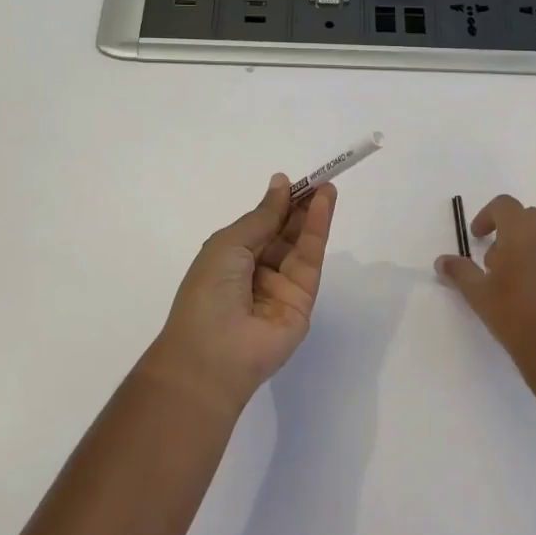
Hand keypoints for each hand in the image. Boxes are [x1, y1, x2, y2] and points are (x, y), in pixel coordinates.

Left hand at [148, 175, 336, 411]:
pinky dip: (318, 231)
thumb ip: (262, 215)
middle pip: (285, 234)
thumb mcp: (229, 243)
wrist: (212, 354)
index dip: (278, 203)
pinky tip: (324, 206)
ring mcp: (281, 288)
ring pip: (301, 245)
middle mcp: (257, 272)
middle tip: (319, 179)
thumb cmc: (208, 291)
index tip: (295, 181)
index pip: (261, 226)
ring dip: (314, 215)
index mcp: (232, 259)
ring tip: (327, 187)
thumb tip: (280, 183)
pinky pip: (311, 261)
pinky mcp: (303, 301)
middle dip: (300, 207)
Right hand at [435, 196, 535, 384]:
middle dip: (508, 230)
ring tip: (513, 277)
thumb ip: (460, 272)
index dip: (486, 216)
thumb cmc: (516, 315)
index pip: (504, 205)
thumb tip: (442, 261)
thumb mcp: (479, 294)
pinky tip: (535, 292)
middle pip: (527, 216)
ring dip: (527, 245)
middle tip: (493, 259)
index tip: (476, 237)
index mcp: (523, 231)